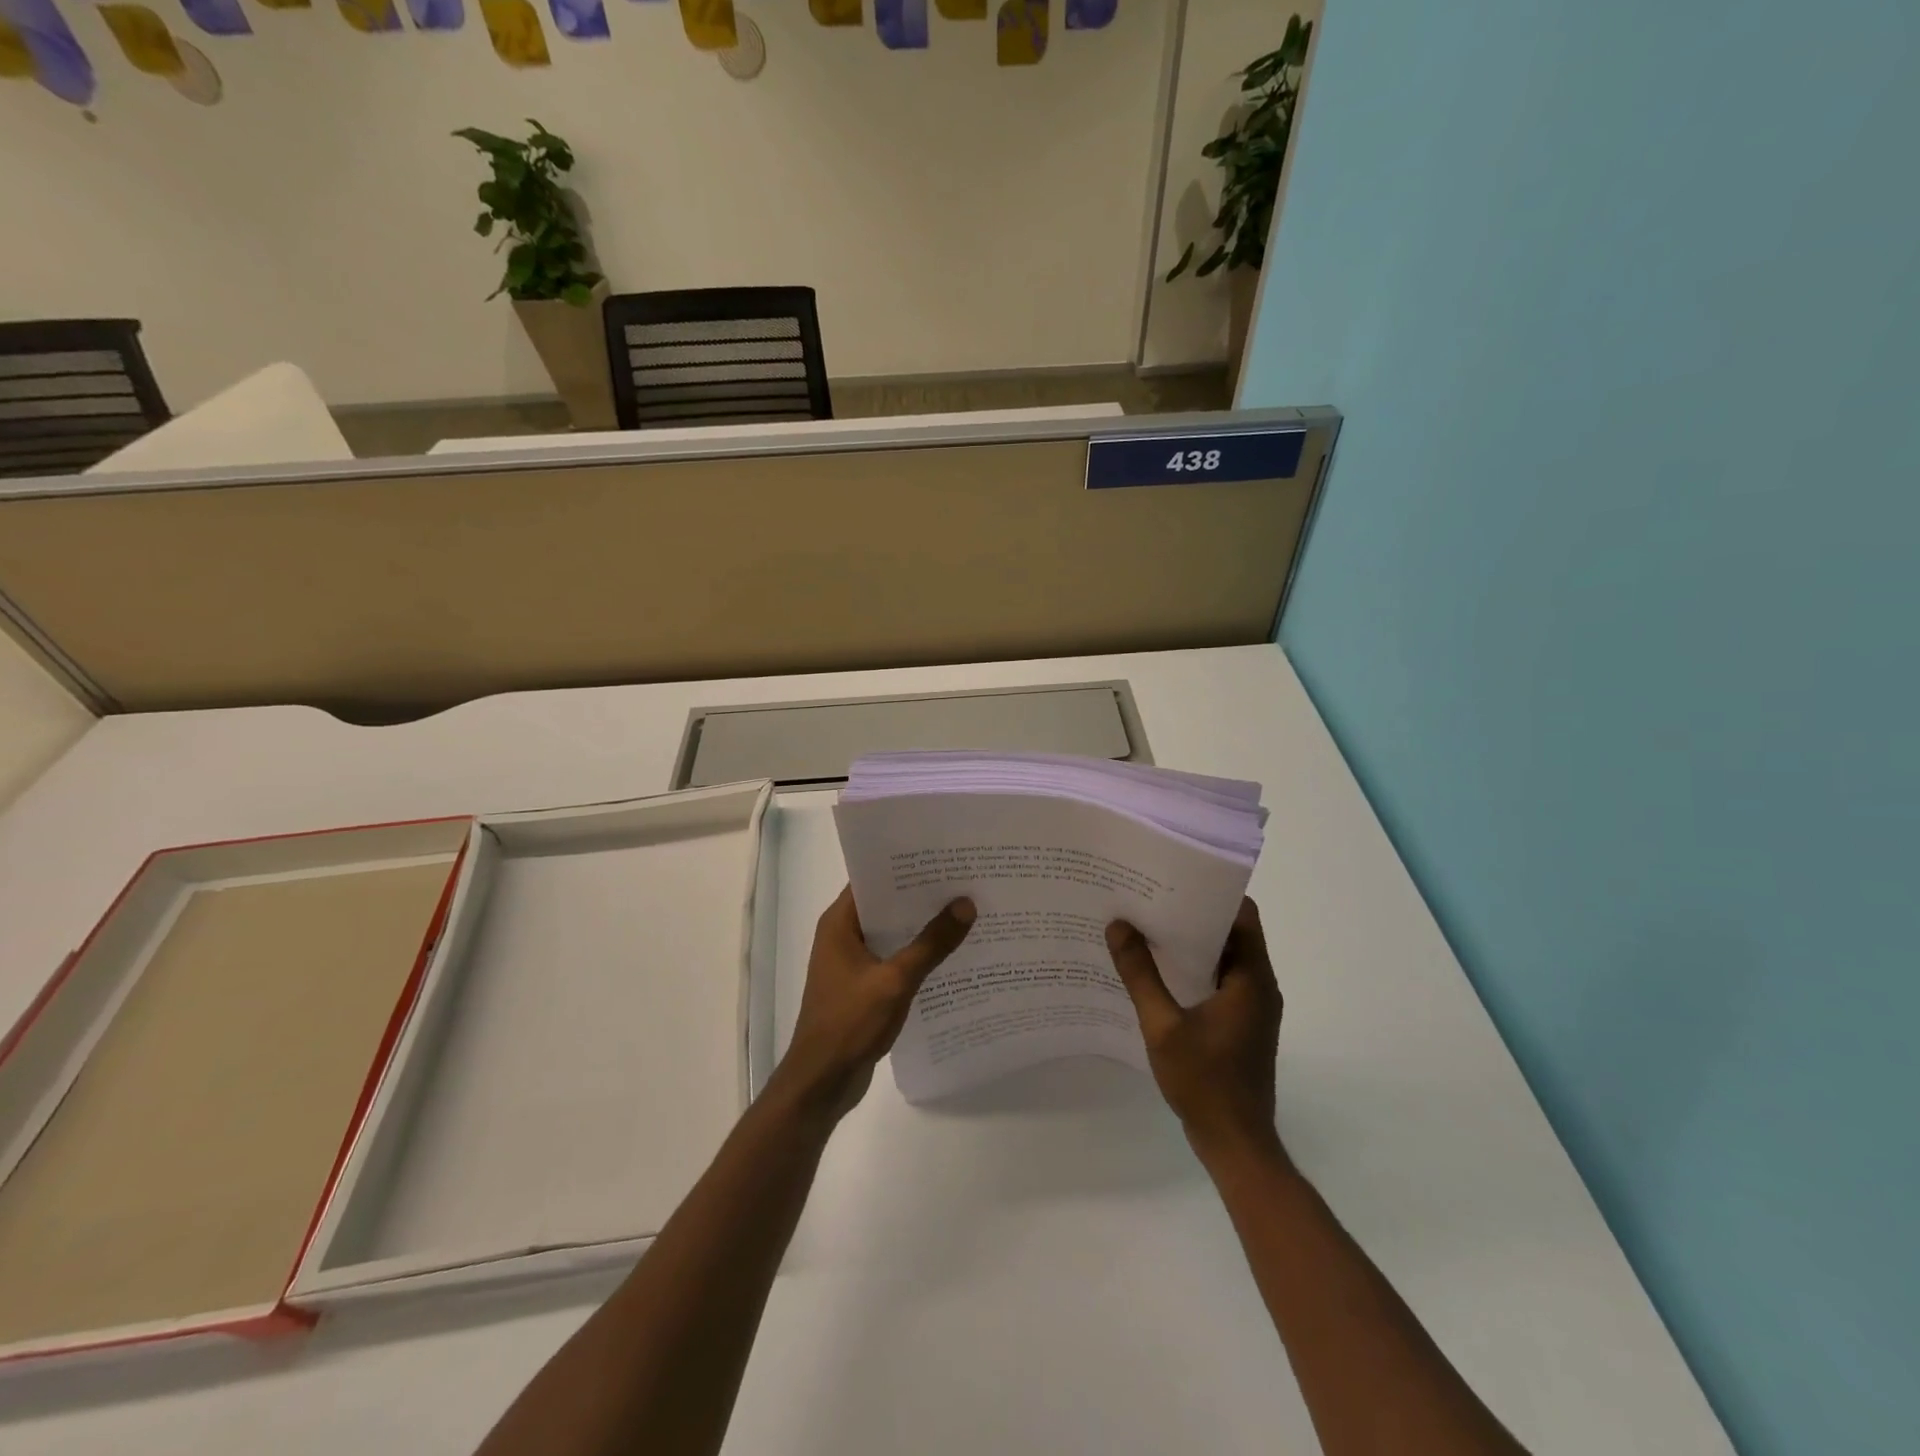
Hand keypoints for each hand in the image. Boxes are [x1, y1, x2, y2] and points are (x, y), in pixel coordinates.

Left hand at [772, 885, 975, 1119]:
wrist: (821, 1082)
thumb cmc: (849, 1023)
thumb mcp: (895, 981)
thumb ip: (931, 944)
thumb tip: (966, 905)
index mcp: (840, 923)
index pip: (873, 879)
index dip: (906, 866)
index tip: (943, 856)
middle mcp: (843, 935)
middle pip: (886, 904)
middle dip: (921, 896)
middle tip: (964, 881)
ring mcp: (852, 962)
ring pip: (892, 933)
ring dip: (921, 927)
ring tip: (965, 912)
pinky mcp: (863, 986)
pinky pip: (894, 958)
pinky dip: (917, 954)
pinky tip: (950, 954)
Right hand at [1106, 898, 1283, 1161]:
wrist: (1236, 1144)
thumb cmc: (1205, 1082)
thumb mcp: (1163, 1026)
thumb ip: (1140, 975)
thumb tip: (1118, 926)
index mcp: (1252, 978)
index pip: (1242, 915)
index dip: (1211, 892)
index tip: (1173, 878)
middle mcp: (1259, 985)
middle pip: (1231, 932)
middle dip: (1192, 914)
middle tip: (1148, 899)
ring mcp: (1252, 1007)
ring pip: (1224, 958)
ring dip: (1191, 943)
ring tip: (1146, 928)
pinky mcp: (1241, 1025)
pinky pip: (1220, 981)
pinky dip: (1193, 969)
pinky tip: (1156, 972)